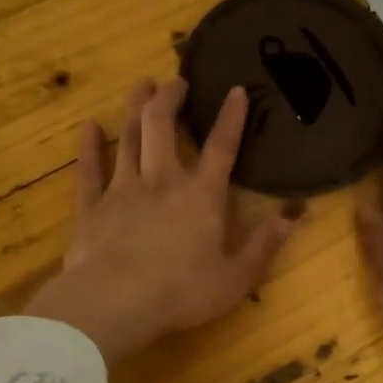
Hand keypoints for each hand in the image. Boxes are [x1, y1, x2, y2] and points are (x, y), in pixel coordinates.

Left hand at [25, 78, 293, 365]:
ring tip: (142, 85)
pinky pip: (89, 169)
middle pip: (163, 126)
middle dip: (171, 97)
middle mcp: (162, 181)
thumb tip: (292, 219)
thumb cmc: (182, 292)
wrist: (115, 302)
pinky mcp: (92, 206)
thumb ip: (263, 247)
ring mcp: (123, 190)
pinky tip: (89, 126)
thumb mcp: (236, 279)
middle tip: (176, 80)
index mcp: (201, 197)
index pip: (221, 148)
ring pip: (129, 138)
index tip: (236, 89)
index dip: (231, 117)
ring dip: (136, 108)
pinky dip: (89, 146)